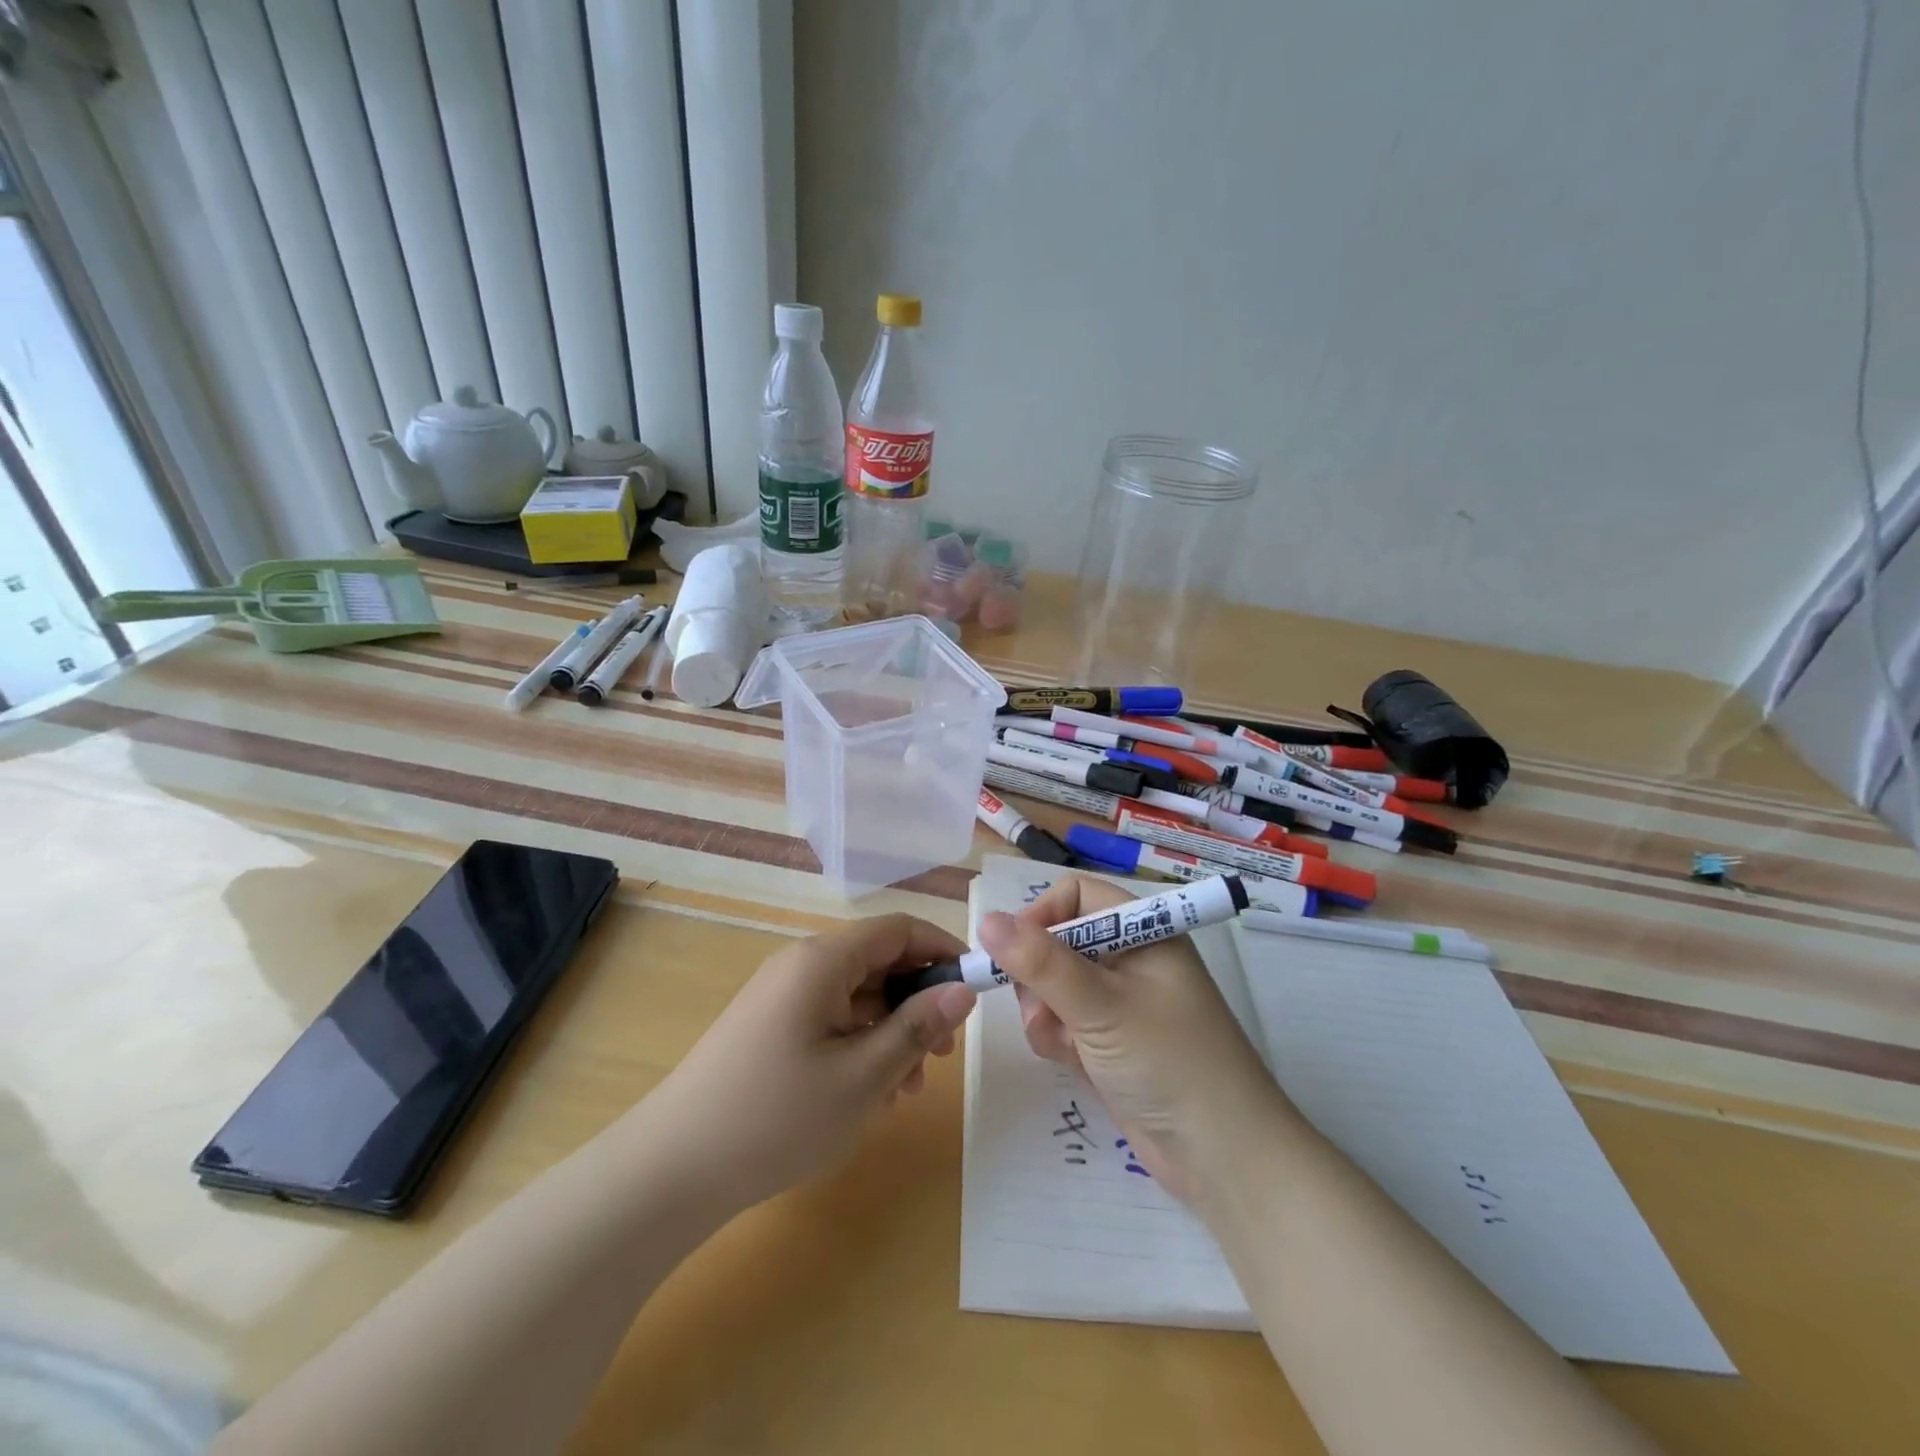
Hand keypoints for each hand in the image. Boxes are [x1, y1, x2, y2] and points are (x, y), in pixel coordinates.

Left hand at [636, 914, 975, 1213]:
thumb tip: (963, 989)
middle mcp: (801, 965)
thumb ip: (918, 1028)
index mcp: (823, 960)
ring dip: (891, 1032)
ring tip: (908, 1090)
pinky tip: (869, 1095)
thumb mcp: (863, 1076)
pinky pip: (830, 1021)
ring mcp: (781, 997)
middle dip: (918, 1002)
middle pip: (878, 963)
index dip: (941, 950)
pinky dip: (859, 1046)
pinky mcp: (769, 1028)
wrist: (671, 1170)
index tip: (974, 989)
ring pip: (856, 997)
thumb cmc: (778, 1116)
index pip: (898, 929)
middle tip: (944, 1056)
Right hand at [982, 876, 1285, 1207]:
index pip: (1077, 895)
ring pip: (1053, 986)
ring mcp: (1120, 1002)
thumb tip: (986, 920)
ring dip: (1047, 1014)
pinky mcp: (1110, 1041)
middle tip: (1041, 1010)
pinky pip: (1064, 1022)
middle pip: (1058, 941)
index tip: (1013, 951)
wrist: (1222, 1159)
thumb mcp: (1100, 1006)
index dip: (1042, 915)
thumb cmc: (1168, 1062)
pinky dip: (1059, 1040)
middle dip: (1039, 977)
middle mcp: (1130, 958)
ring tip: (1064, 1045)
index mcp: (1143, 931)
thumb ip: (1040, 963)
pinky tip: (1074, 1064)